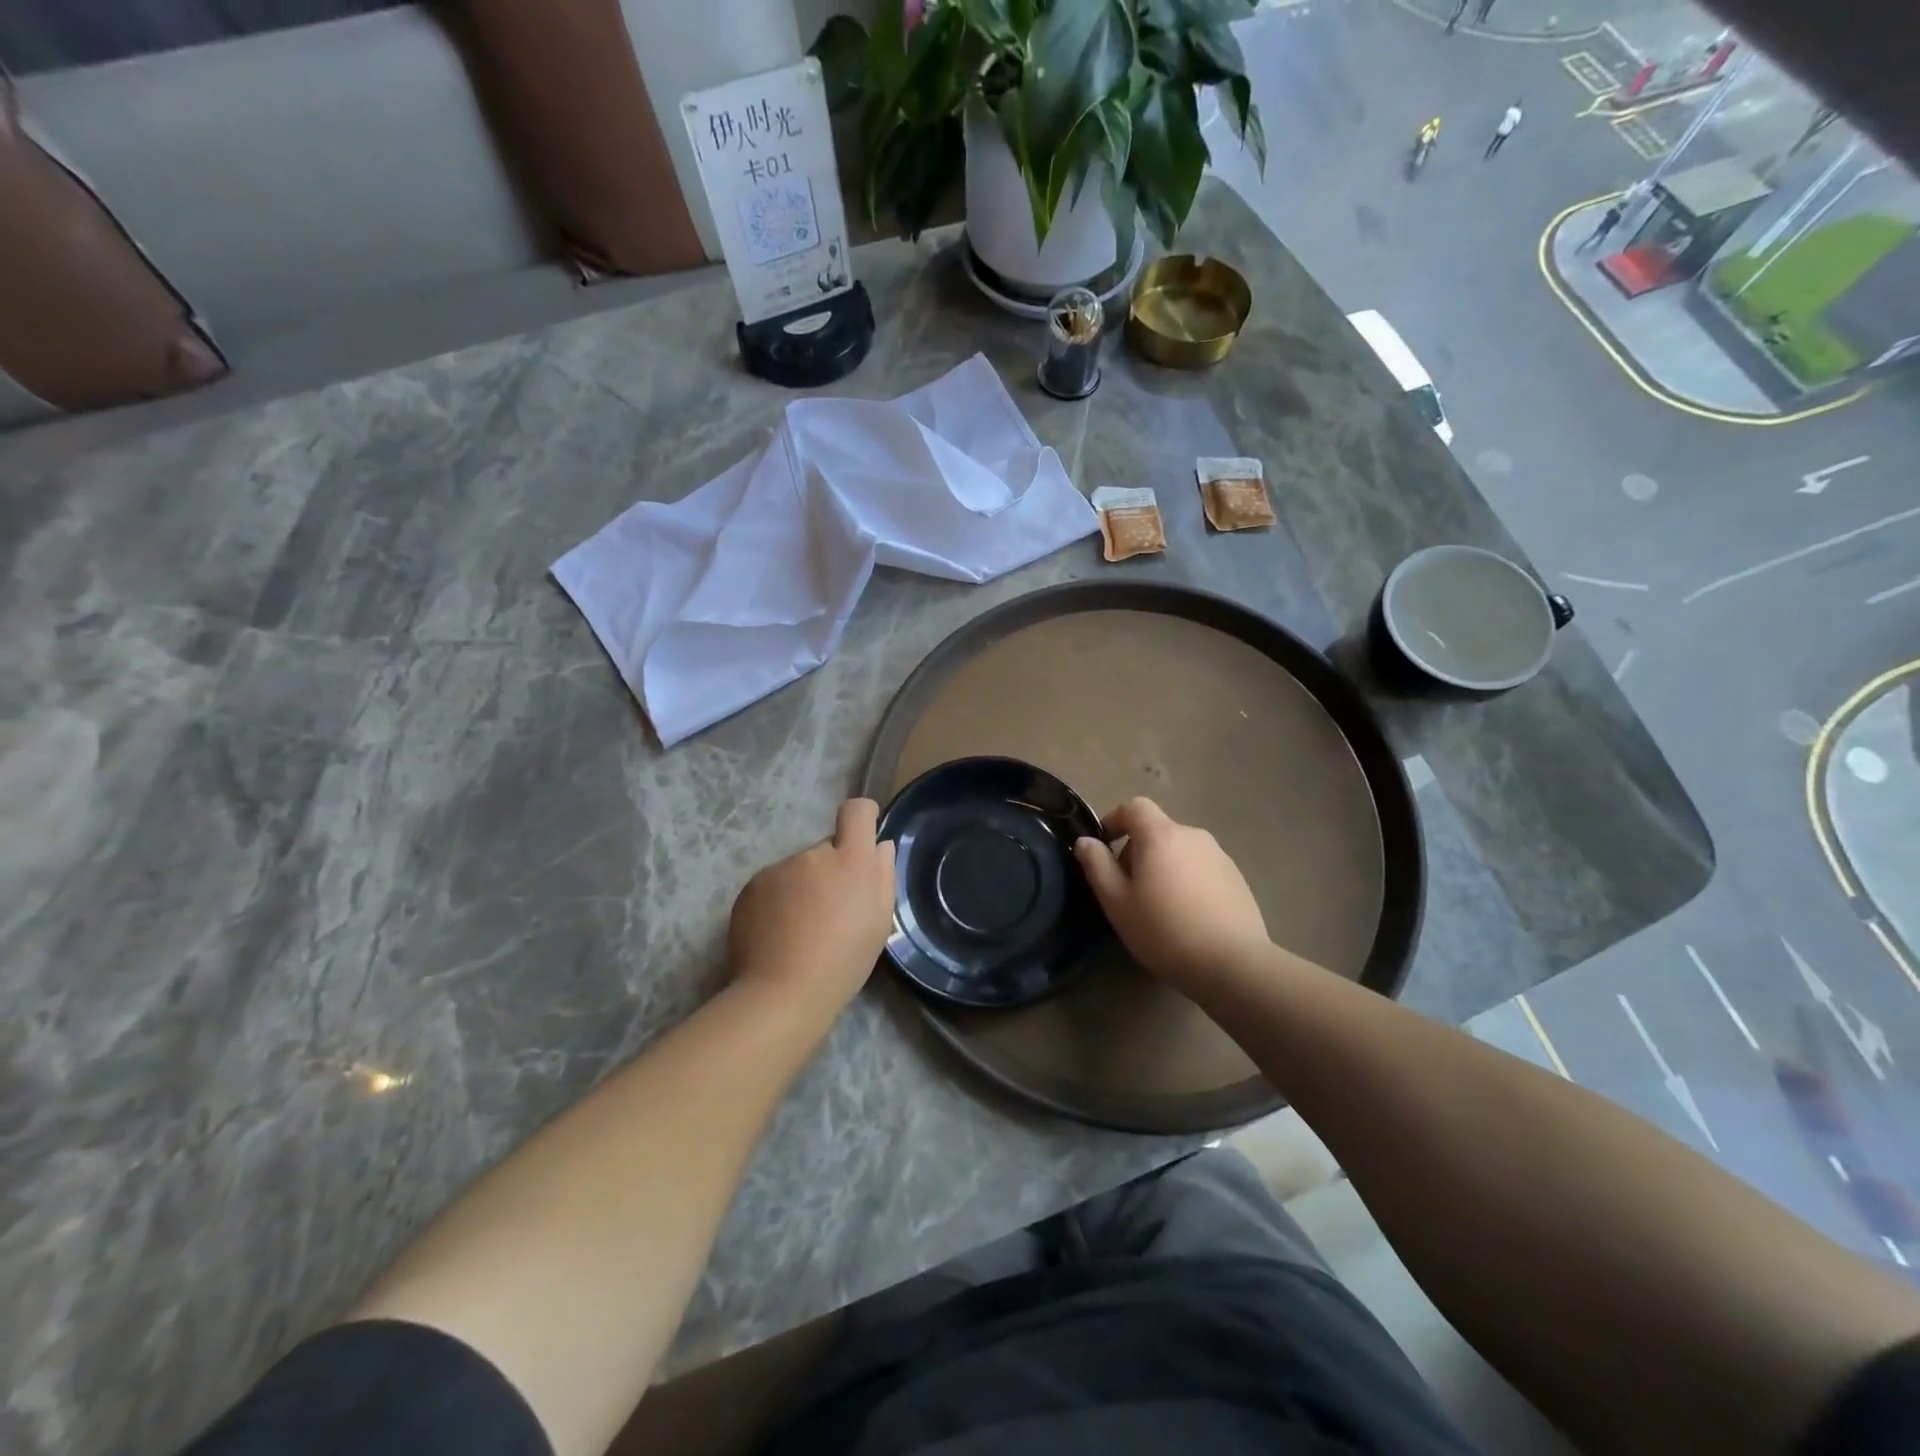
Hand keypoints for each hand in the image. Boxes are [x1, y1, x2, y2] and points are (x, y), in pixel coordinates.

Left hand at [728, 798, 896, 1013]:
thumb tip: (880, 846)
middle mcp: (813, 854)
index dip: (862, 816)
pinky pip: (773, 885)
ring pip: (798, 869)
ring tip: (801, 929)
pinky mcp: (751, 887)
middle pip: (826, 849)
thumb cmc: (844, 961)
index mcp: (850, 860)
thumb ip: (883, 876)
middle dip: (831, 870)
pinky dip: (777, 901)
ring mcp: (778, 869)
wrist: (782, 992)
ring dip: (803, 887)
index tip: (864, 833)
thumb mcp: (880, 923)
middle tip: (832, 911)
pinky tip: (779, 934)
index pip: (856, 812)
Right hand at [1074, 798, 1269, 988]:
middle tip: (1127, 888)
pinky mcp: (1236, 878)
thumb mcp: (1117, 903)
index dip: (1114, 820)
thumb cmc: (1165, 931)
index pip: (1134, 806)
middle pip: (1157, 830)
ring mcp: (1219, 856)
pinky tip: (1187, 915)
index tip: (1104, 846)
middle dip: (1137, 850)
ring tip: (1158, 905)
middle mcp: (1192, 835)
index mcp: (1161, 835)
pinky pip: (1201, 868)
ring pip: (1179, 850)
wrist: (1234, 964)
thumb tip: (1085, 841)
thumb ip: (1097, 866)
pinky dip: (1187, 880)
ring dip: (1163, 866)